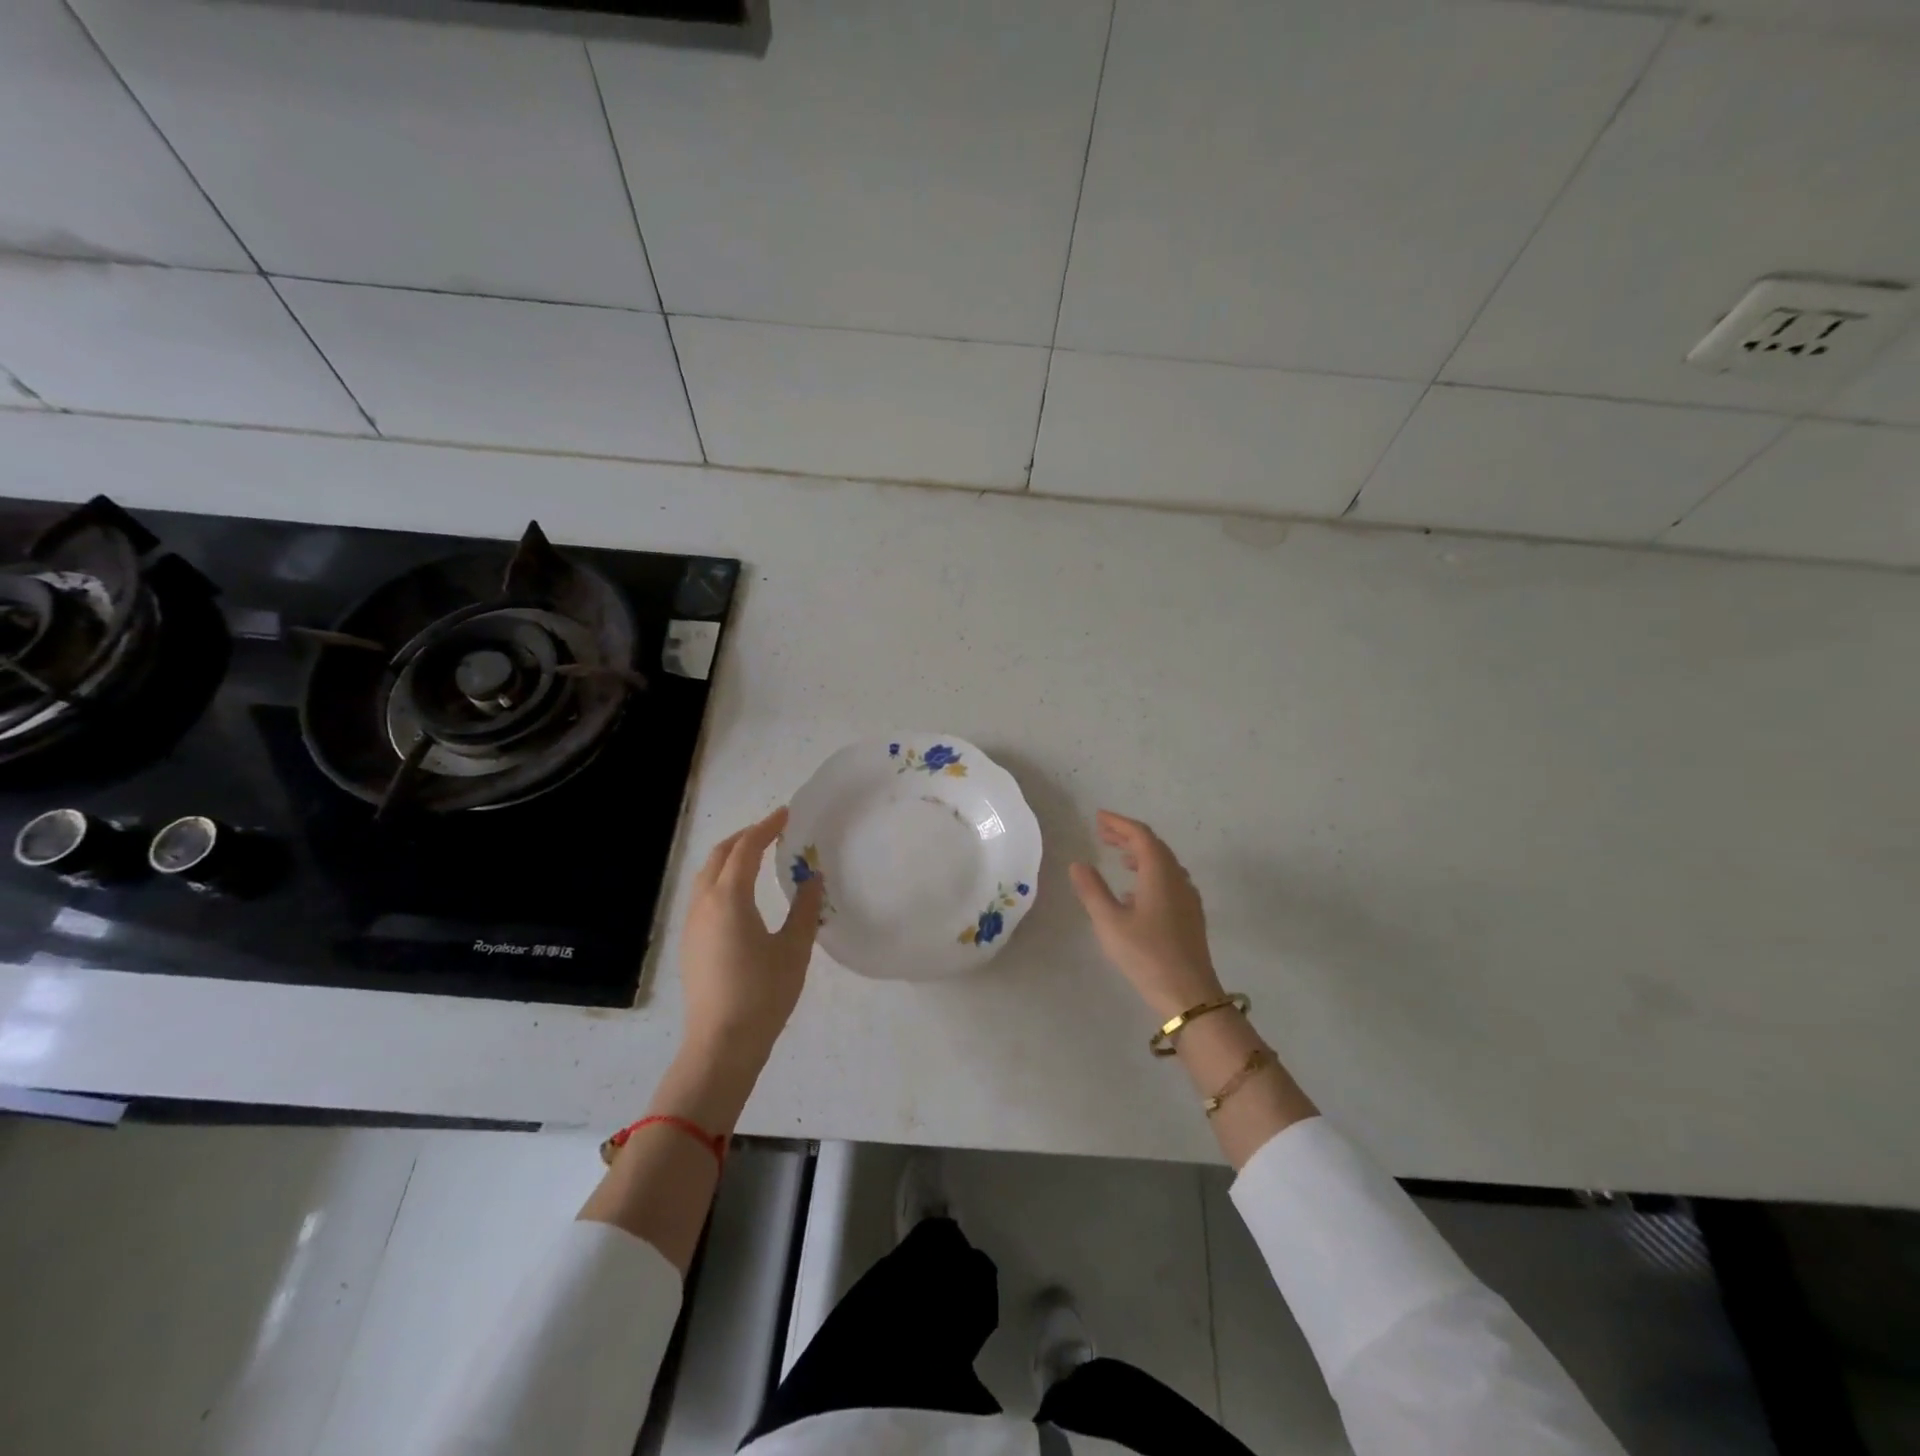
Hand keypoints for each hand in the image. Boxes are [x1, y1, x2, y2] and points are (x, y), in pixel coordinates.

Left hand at [679, 806, 823, 1068]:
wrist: (721, 1044)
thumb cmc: (763, 994)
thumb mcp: (794, 949)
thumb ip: (805, 909)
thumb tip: (812, 878)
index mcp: (729, 898)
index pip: (746, 848)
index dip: (767, 827)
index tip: (786, 814)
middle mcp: (704, 903)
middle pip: (720, 855)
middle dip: (745, 837)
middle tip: (772, 831)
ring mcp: (692, 924)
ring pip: (707, 874)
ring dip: (731, 857)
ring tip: (757, 856)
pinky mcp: (690, 943)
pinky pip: (703, 894)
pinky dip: (722, 878)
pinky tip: (741, 894)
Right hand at [1069, 811, 1224, 1019]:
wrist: (1188, 993)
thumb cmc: (1146, 954)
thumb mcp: (1109, 922)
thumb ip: (1092, 889)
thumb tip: (1078, 864)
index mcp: (1159, 873)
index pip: (1140, 836)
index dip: (1119, 823)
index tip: (1098, 817)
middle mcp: (1178, 878)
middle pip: (1154, 847)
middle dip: (1128, 837)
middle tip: (1102, 833)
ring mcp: (1188, 898)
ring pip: (1164, 864)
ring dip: (1140, 855)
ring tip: (1118, 858)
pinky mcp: (1190, 916)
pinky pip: (1169, 881)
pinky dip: (1149, 874)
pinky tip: (1134, 893)